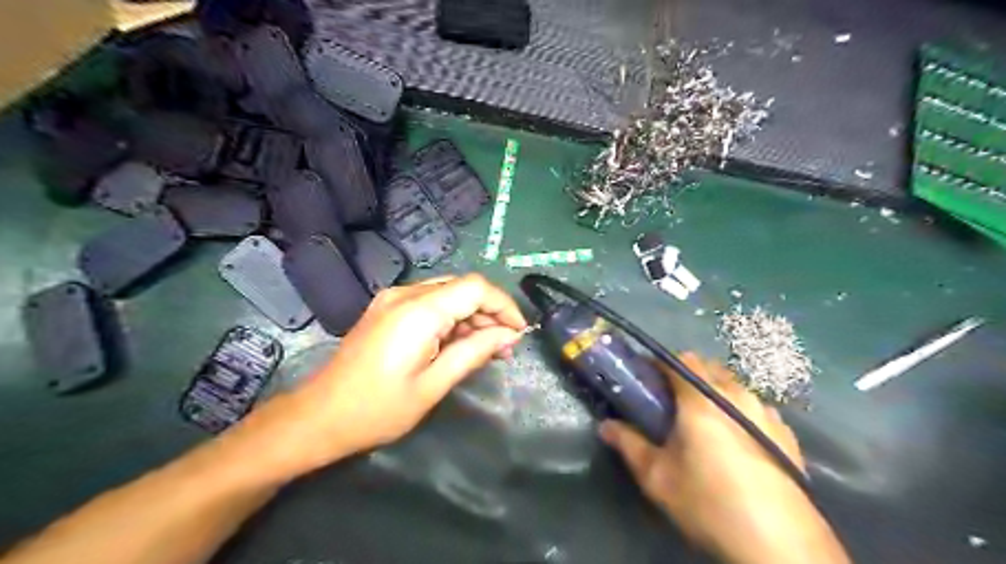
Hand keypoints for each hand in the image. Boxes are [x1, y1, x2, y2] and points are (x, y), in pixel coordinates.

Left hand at [273, 274, 525, 470]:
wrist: (319, 416)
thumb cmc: (378, 409)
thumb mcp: (433, 385)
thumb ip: (474, 353)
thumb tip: (509, 336)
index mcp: (419, 311)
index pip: (476, 288)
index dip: (504, 306)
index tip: (518, 333)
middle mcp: (405, 294)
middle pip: (463, 287)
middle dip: (490, 313)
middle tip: (504, 348)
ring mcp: (393, 299)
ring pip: (448, 293)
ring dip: (472, 316)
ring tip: (486, 349)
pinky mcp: (387, 308)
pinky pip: (430, 302)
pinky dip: (451, 318)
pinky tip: (458, 343)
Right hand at [595, 354, 846, 561]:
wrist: (781, 545)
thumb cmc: (709, 501)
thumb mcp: (658, 477)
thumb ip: (628, 444)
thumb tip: (605, 425)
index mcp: (703, 398)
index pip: (678, 359)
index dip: (659, 365)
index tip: (646, 380)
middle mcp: (737, 394)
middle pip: (707, 368)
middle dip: (685, 377)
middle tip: (669, 405)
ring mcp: (766, 411)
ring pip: (733, 387)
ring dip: (713, 393)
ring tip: (703, 425)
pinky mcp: (786, 433)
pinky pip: (754, 408)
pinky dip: (738, 412)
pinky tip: (736, 443)